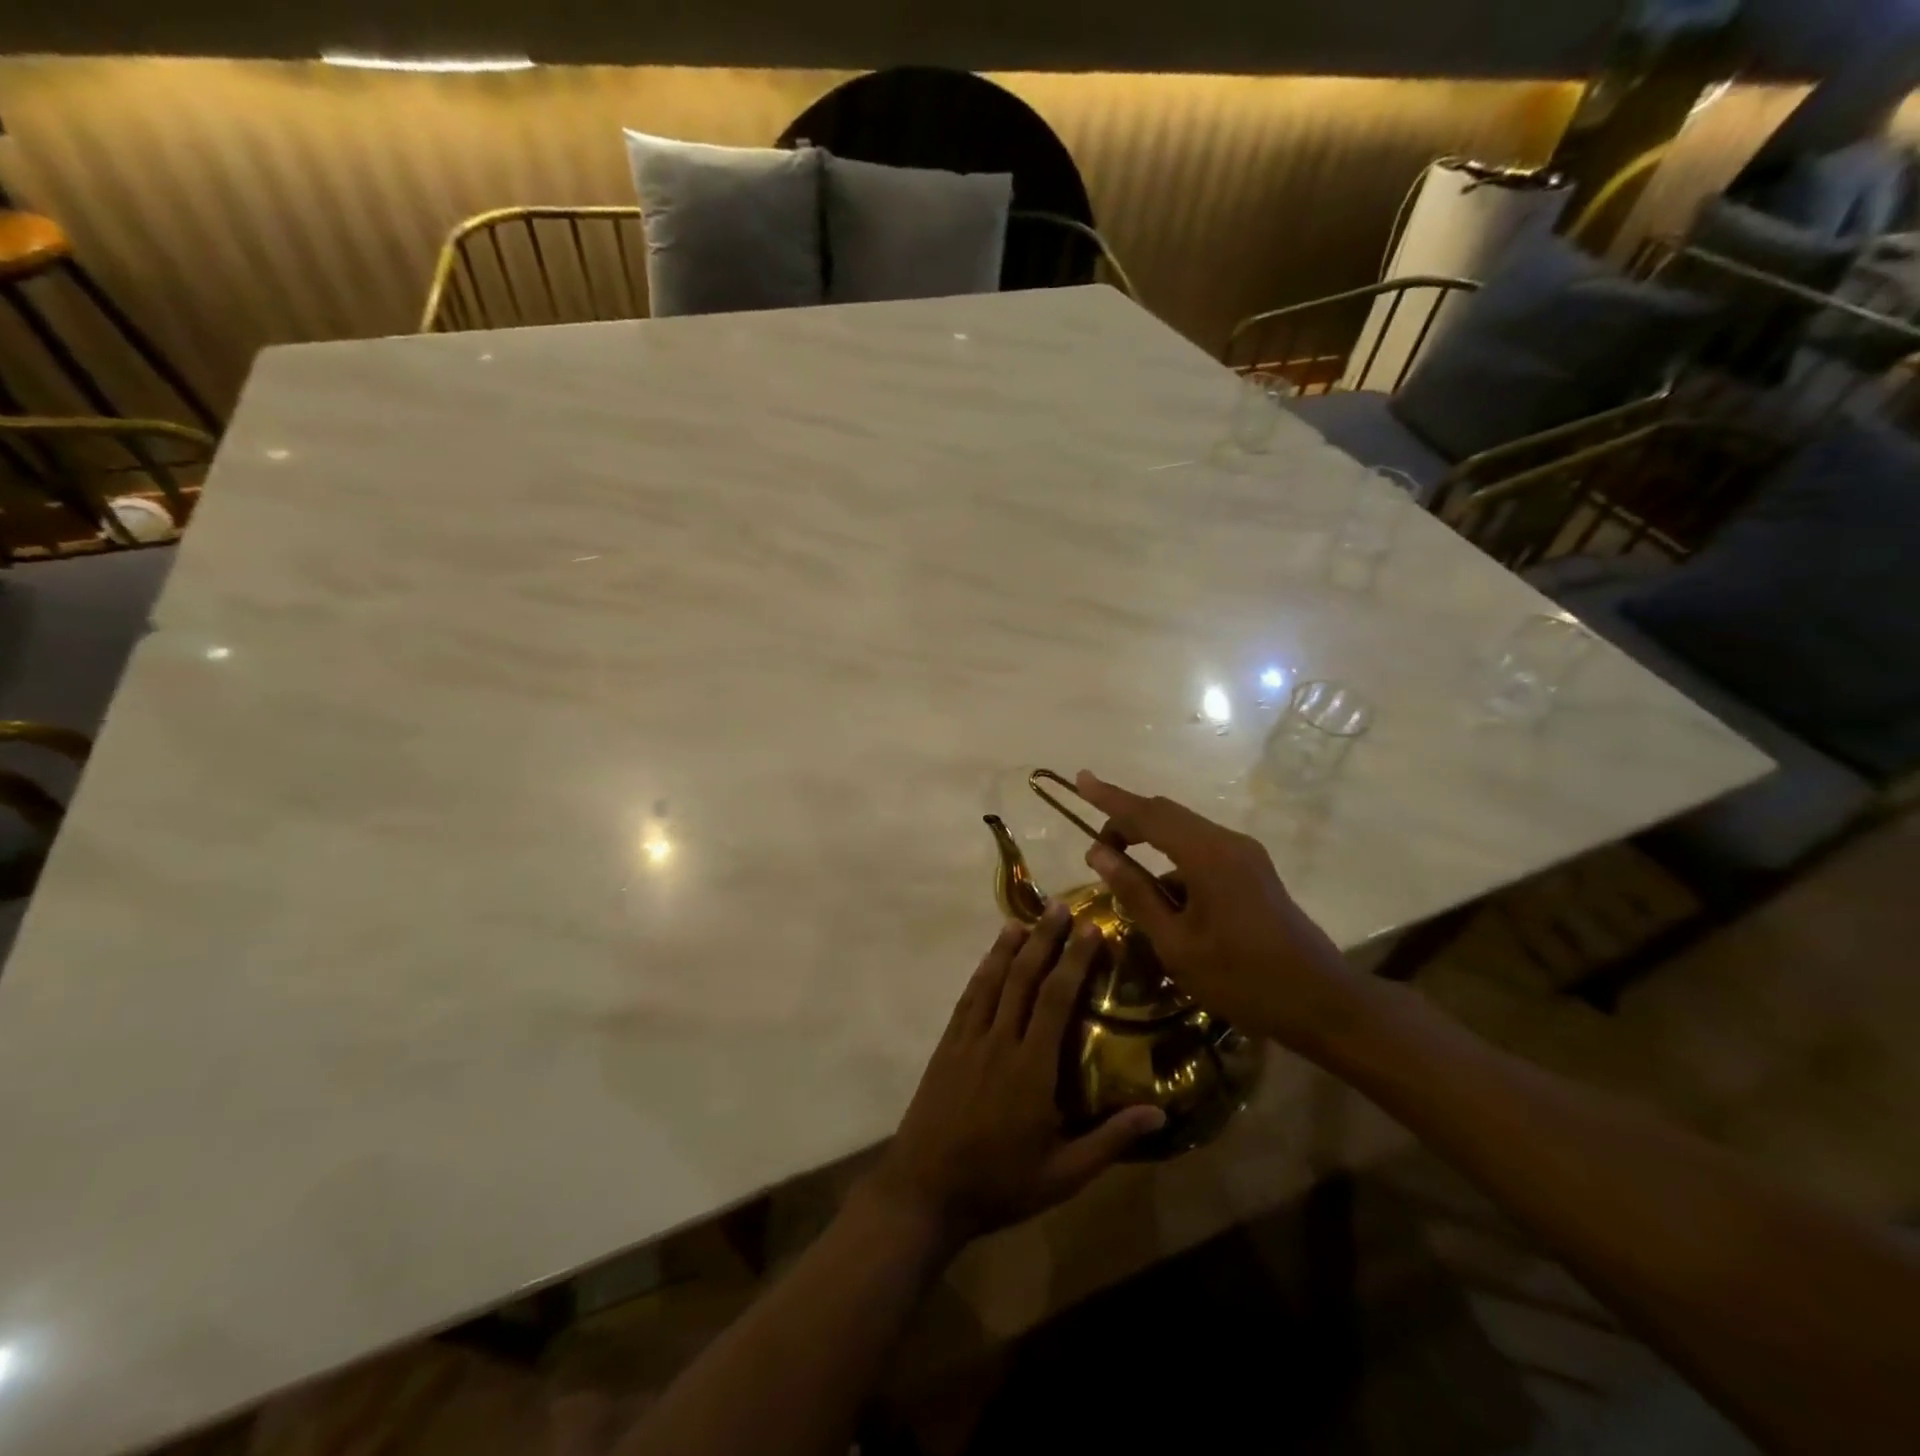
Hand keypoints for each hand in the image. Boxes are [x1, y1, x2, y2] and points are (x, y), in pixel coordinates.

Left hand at [864, 906, 1166, 1248]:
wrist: (924, 1190)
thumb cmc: (999, 1184)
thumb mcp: (1063, 1174)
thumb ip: (1110, 1140)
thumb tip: (1159, 1112)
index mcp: (1031, 1068)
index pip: (1056, 999)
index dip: (1074, 961)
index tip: (1090, 929)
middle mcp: (999, 1041)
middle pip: (1024, 978)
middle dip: (1044, 939)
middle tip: (1060, 907)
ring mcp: (968, 1040)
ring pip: (992, 980)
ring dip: (1009, 946)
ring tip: (1026, 918)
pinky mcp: (946, 1046)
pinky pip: (968, 998)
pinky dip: (982, 972)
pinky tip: (989, 959)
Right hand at [1072, 770, 1360, 1055]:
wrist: (1322, 1001)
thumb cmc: (1242, 978)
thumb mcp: (1176, 943)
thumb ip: (1136, 893)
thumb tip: (1099, 853)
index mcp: (1206, 855)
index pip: (1147, 814)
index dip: (1109, 798)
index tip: (1080, 779)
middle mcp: (1227, 843)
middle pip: (1166, 815)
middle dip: (1126, 822)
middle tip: (1095, 846)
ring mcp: (1244, 855)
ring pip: (1184, 833)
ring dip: (1150, 844)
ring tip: (1123, 878)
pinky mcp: (1252, 872)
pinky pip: (1202, 852)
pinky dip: (1174, 863)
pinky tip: (1164, 902)